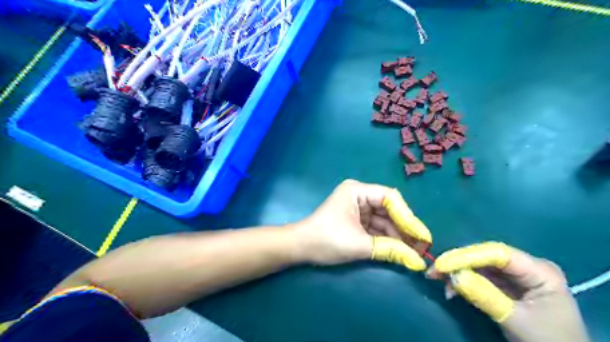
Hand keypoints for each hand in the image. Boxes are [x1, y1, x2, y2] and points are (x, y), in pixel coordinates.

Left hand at [292, 180, 429, 270]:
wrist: (301, 247)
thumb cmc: (327, 240)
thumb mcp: (359, 245)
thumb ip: (389, 250)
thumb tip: (417, 261)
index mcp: (357, 191)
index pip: (390, 199)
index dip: (408, 217)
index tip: (422, 236)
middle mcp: (359, 195)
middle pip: (389, 209)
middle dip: (404, 228)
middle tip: (421, 246)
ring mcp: (358, 207)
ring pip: (384, 219)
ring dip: (397, 235)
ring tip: (414, 252)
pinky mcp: (356, 219)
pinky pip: (376, 226)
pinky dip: (386, 238)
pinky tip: (399, 250)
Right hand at [428, 244, 590, 341]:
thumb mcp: (516, 320)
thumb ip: (485, 296)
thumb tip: (453, 275)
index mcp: (539, 271)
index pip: (497, 254)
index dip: (467, 256)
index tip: (441, 264)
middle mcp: (526, 266)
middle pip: (485, 257)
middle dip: (458, 263)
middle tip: (433, 271)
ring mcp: (516, 276)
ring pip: (480, 266)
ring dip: (457, 273)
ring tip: (437, 280)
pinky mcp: (506, 285)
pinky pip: (481, 278)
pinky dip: (464, 283)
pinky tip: (451, 290)